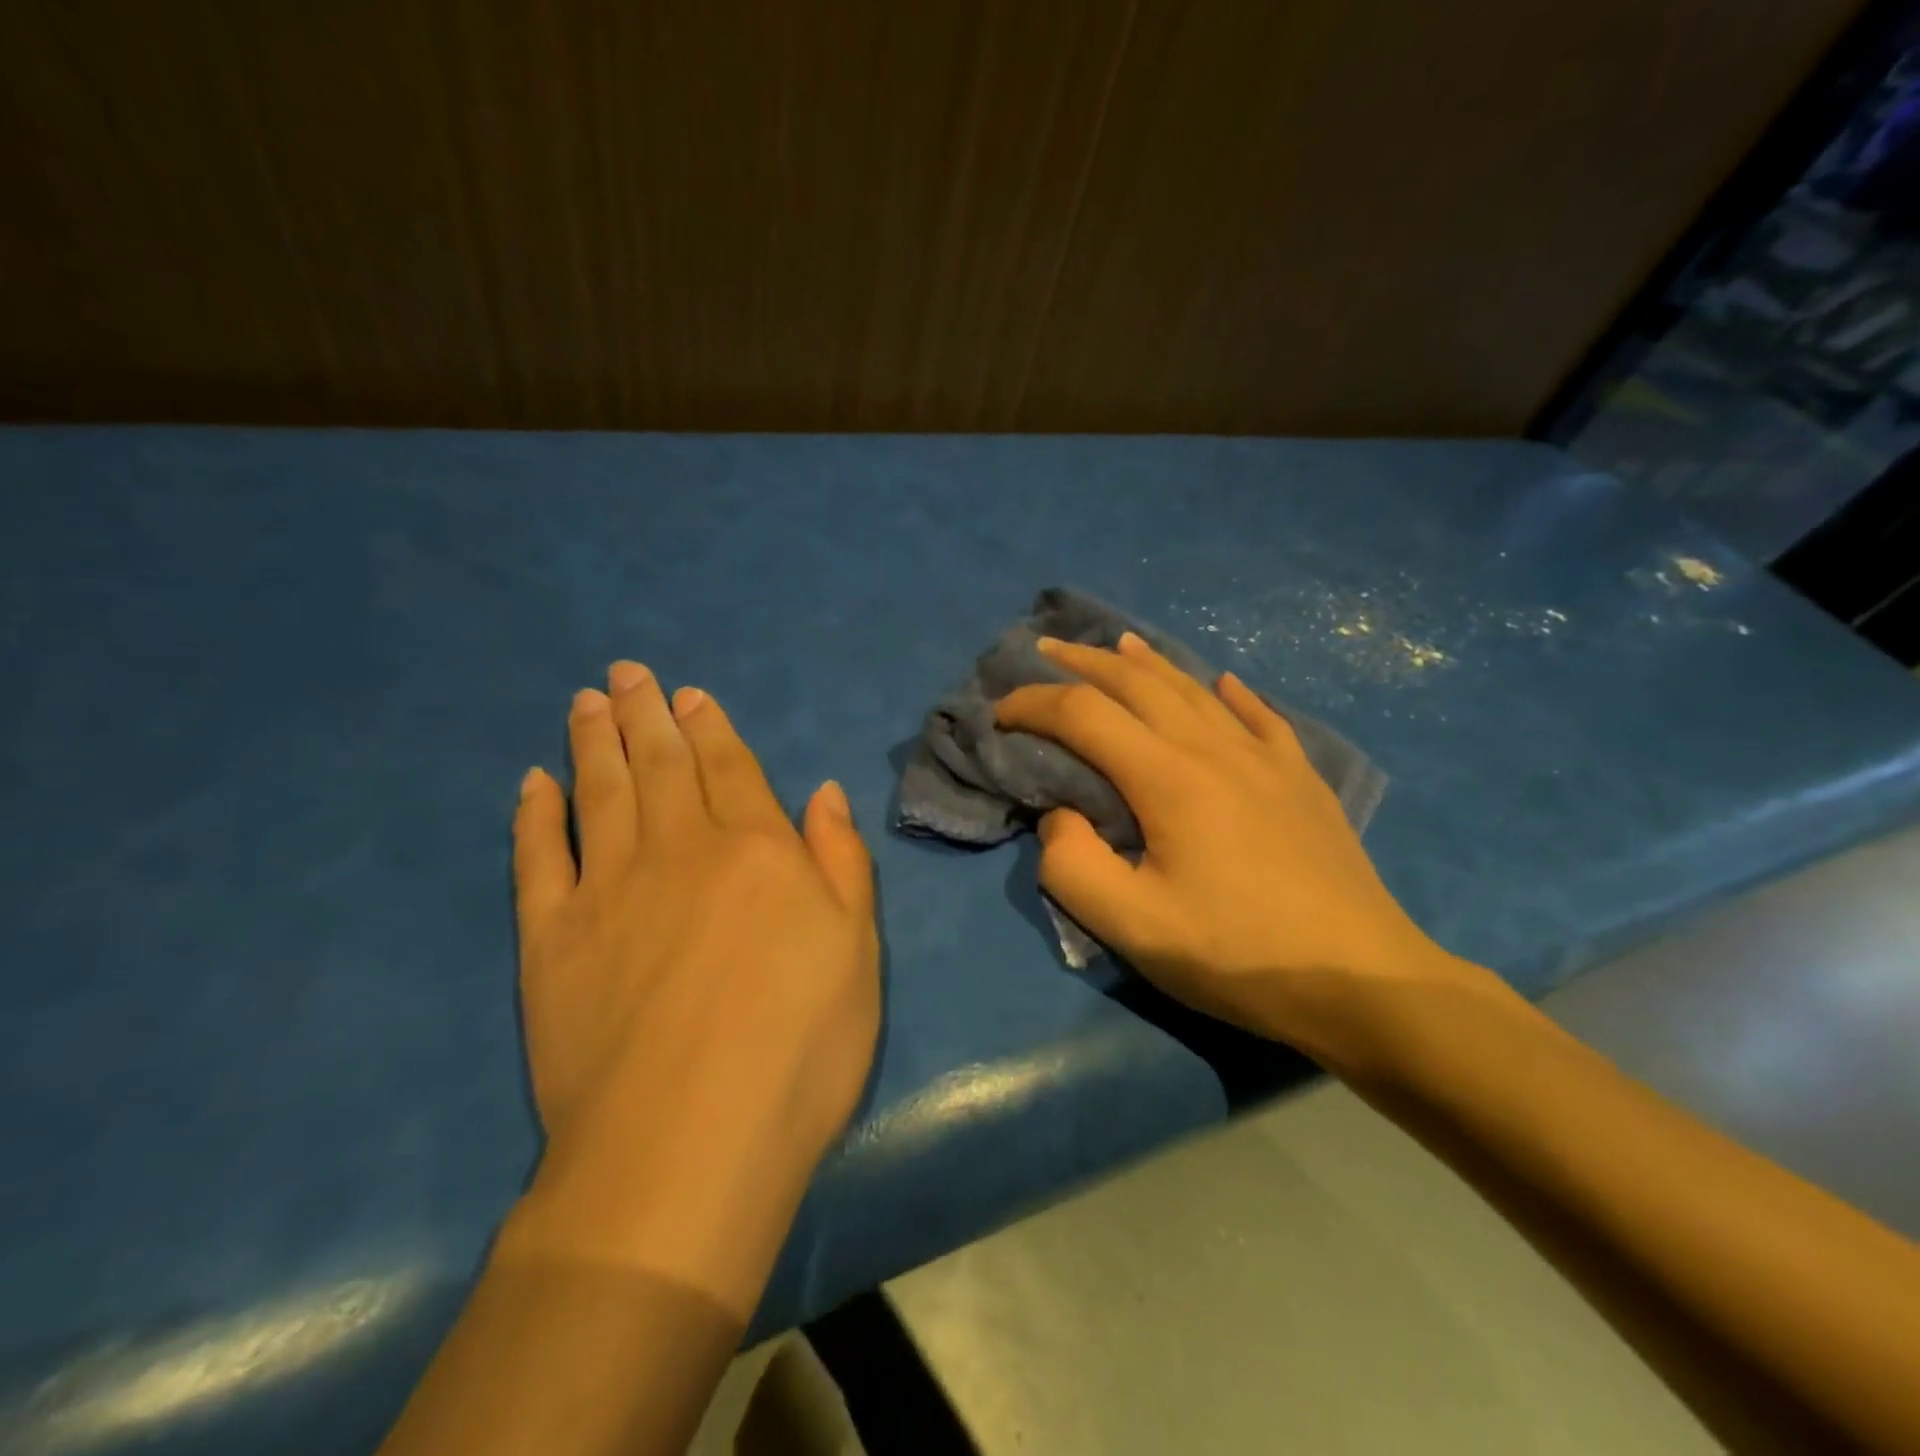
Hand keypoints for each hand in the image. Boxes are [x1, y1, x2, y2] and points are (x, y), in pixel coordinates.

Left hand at [503, 661, 878, 1311]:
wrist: (687, 1144)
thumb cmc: (799, 1046)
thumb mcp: (857, 950)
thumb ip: (840, 862)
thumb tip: (823, 792)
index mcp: (758, 851)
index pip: (731, 769)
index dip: (711, 728)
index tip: (688, 695)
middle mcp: (681, 851)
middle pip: (661, 765)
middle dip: (646, 714)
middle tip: (627, 673)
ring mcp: (609, 889)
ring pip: (602, 792)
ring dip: (594, 742)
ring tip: (586, 701)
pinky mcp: (551, 938)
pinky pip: (540, 857)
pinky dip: (537, 813)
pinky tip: (535, 782)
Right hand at [995, 633, 1499, 1079]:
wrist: (1361, 981)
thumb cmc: (1238, 955)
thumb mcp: (1133, 926)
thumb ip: (1073, 866)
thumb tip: (1061, 815)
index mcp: (1169, 779)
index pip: (1084, 715)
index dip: (1034, 704)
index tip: (1000, 713)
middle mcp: (1215, 749)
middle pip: (1138, 683)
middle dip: (1083, 662)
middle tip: (1046, 650)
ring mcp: (1266, 759)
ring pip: (1195, 689)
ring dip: (1148, 662)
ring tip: (1118, 643)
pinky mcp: (1301, 780)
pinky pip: (1261, 717)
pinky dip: (1231, 693)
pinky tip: (1224, 683)